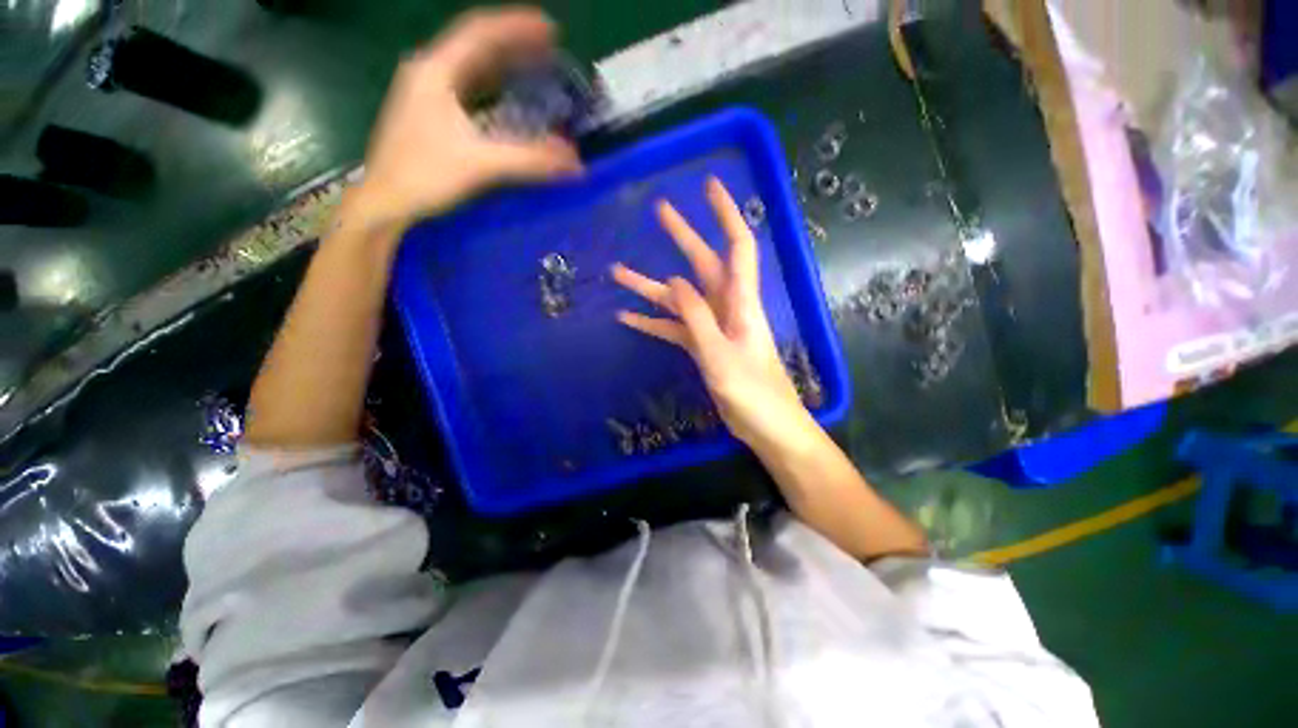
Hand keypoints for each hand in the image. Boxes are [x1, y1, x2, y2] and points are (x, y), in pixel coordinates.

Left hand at [345, 7, 581, 231]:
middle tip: (550, 49)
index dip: (516, 26)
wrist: (384, 202)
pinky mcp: (431, 115)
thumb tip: (575, 162)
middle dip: (515, 44)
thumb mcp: (480, 164)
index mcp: (436, 71)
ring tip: (535, 66)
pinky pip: (469, 90)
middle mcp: (429, 73)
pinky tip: (509, 98)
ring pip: (472, 68)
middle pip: (477, 46)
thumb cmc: (424, 175)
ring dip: (504, 65)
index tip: (551, 28)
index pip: (480, 32)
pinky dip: (493, 89)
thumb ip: (529, 160)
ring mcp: (427, 94)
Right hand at [612, 177, 812, 448]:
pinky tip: (627, 318)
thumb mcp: (720, 354)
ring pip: (680, 299)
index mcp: (740, 302)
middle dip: (682, 237)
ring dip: (650, 286)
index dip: (726, 214)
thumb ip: (698, 317)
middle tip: (659, 210)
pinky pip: (674, 329)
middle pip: (704, 264)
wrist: (767, 427)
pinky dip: (653, 323)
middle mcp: (727, 307)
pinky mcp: (703, 347)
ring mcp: (713, 328)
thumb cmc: (753, 392)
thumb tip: (674, 281)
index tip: (709, 187)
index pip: (738, 246)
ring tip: (618, 273)